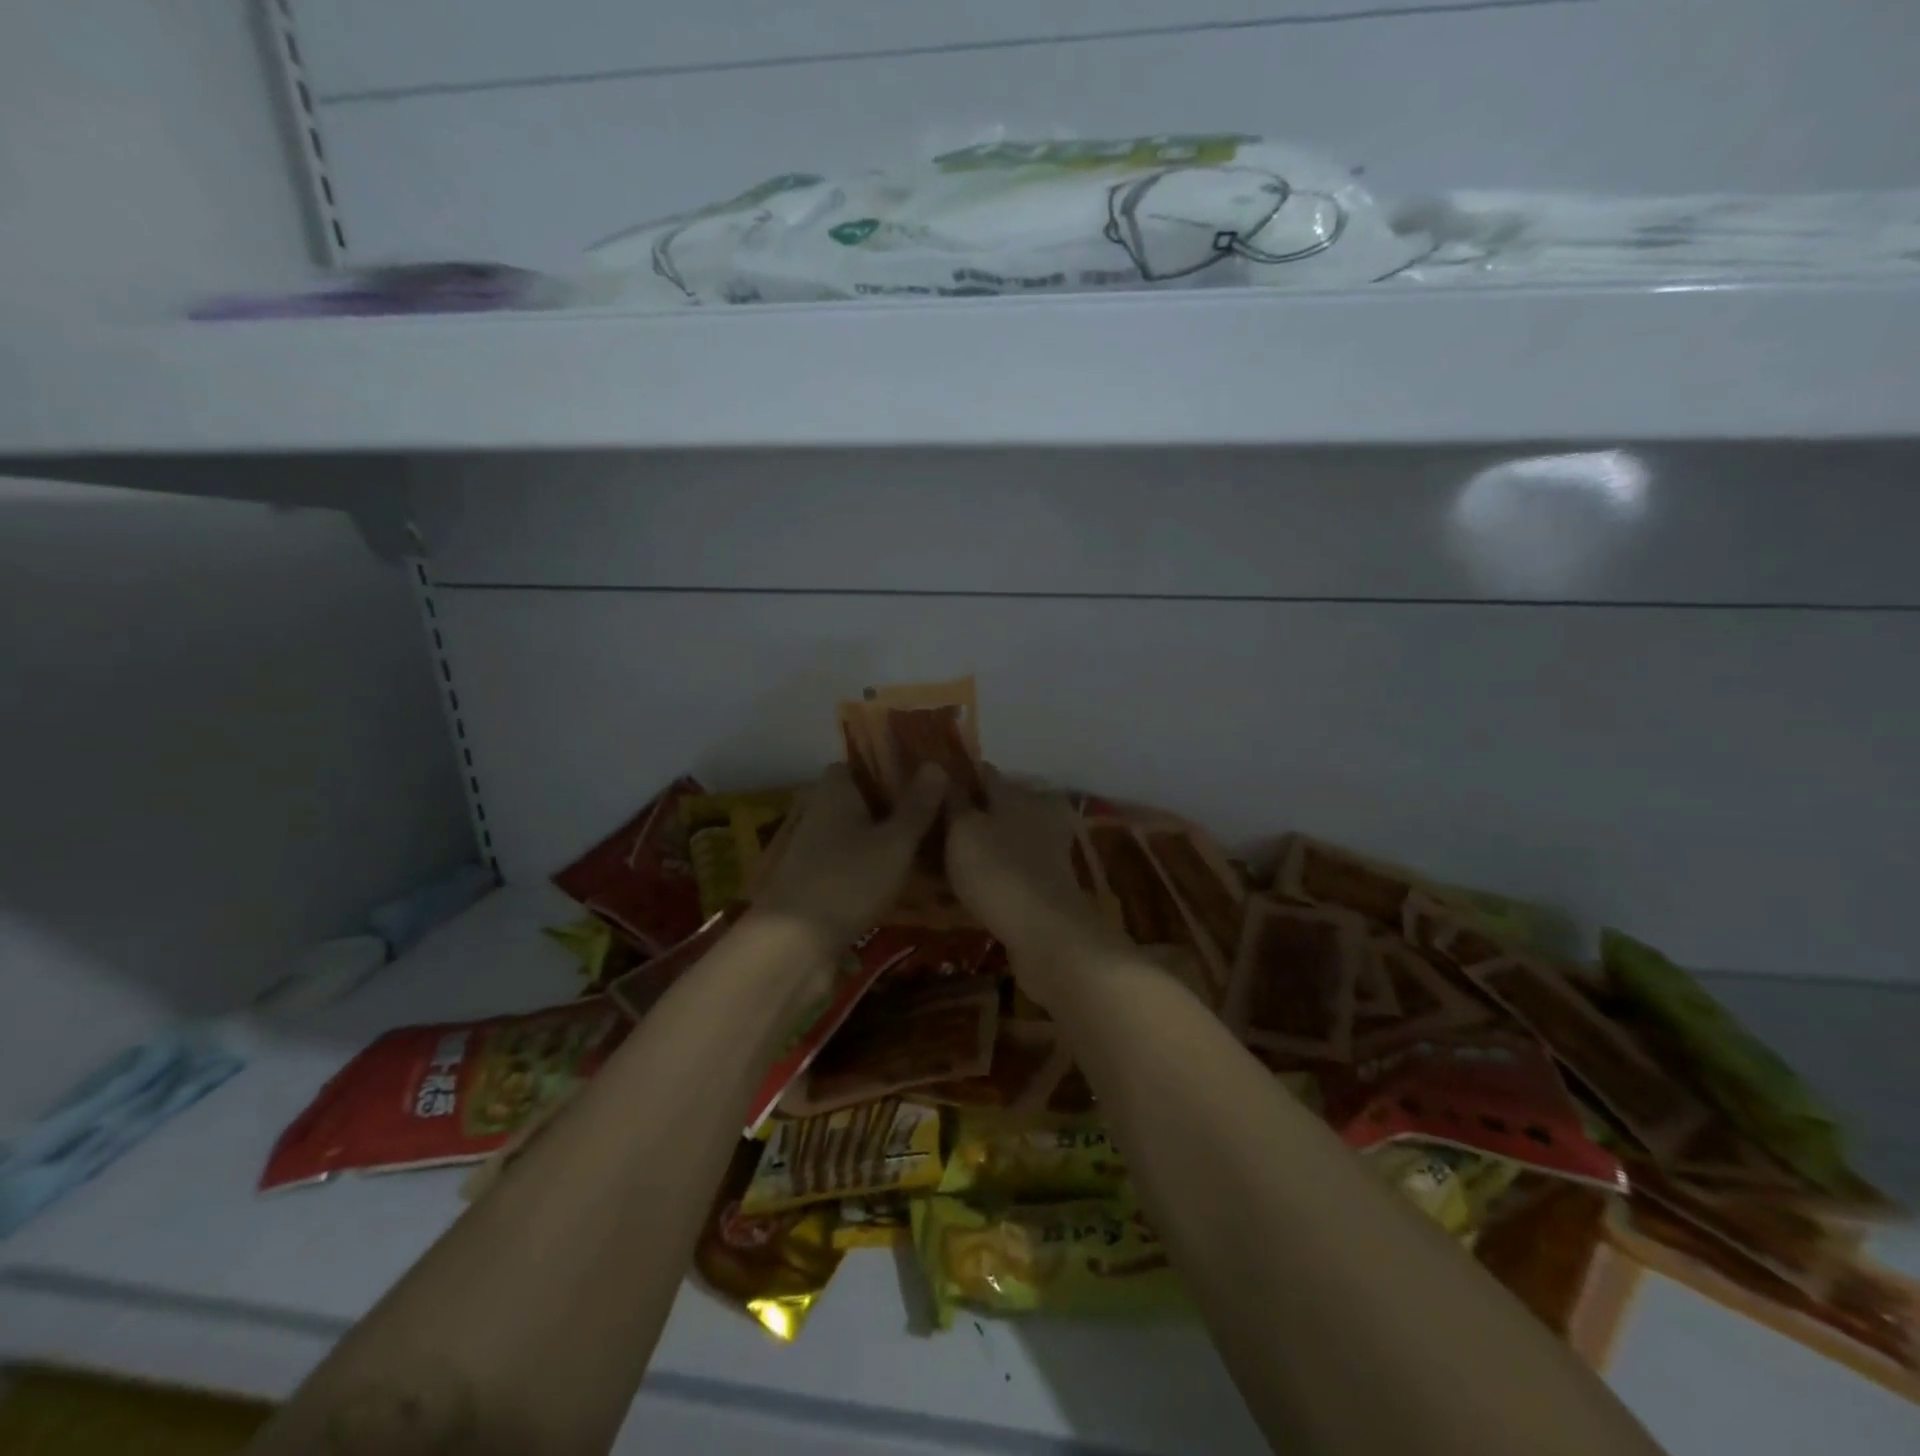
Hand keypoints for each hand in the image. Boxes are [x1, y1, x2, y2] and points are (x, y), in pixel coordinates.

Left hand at [750, 763, 948, 954]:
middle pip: (858, 799)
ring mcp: (814, 849)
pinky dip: (872, 866)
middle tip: (933, 813)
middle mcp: (820, 813)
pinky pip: (850, 862)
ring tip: (925, 846)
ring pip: (856, 832)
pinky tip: (901, 878)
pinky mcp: (815, 882)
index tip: (920, 778)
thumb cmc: (847, 880)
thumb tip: (936, 764)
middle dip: (891, 805)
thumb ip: (917, 805)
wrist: (793, 944)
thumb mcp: (894, 842)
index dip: (887, 768)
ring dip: (883, 838)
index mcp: (835, 792)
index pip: (857, 765)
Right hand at [946, 767, 1118, 990]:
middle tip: (929, 833)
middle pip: (995, 806)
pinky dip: (991, 873)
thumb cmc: (998, 870)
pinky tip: (967, 888)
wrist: (1047, 933)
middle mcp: (1038, 813)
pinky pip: (1010, 868)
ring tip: (941, 864)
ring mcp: (1048, 849)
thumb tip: (943, 773)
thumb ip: (953, 801)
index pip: (983, 773)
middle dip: (967, 816)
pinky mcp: (1048, 883)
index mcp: (1018, 792)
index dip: (955, 779)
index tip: (926, 793)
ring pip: (1002, 839)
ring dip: (979, 847)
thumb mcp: (963, 829)